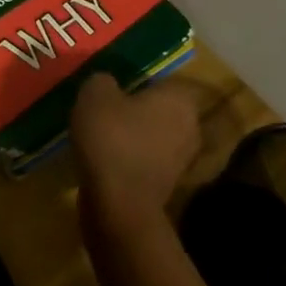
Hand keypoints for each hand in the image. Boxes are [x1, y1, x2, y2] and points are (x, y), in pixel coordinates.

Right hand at [70, 73, 200, 233]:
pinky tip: (102, 158)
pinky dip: (126, 159)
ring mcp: (181, 160)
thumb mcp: (95, 94)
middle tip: (102, 107)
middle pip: (157, 109)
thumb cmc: (112, 139)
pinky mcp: (166, 186)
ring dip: (129, 135)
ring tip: (98, 134)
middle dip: (133, 108)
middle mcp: (189, 127)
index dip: (135, 79)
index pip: (161, 79)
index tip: (111, 85)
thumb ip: (103, 80)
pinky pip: (143, 161)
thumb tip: (108, 84)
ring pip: (150, 136)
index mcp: (180, 100)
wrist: (119, 205)